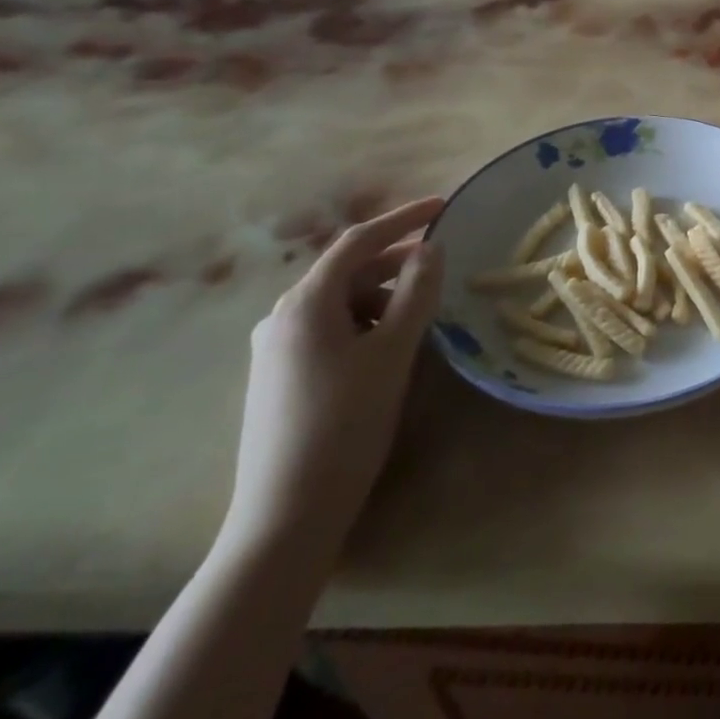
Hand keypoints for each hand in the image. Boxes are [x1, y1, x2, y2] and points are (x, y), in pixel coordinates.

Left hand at [221, 198, 445, 564]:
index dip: (403, 219)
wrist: (287, 512)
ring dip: (384, 300)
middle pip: (348, 272)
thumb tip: (431, 249)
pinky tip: (388, 352)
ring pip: (341, 304)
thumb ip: (417, 292)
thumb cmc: (346, 421)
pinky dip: (365, 326)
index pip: (359, 241)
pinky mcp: (279, 377)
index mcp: (305, 303)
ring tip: (420, 324)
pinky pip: (330, 331)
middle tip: (442, 273)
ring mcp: (275, 349)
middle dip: (397, 266)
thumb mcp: (393, 351)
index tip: (443, 206)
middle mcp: (282, 317)